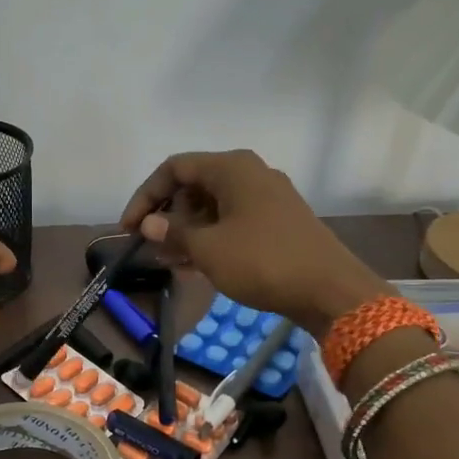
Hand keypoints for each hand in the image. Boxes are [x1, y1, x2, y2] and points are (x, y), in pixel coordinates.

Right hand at [120, 150, 391, 338]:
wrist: (331, 290)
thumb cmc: (263, 261)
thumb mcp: (208, 249)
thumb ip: (173, 233)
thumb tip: (147, 224)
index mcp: (232, 168)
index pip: (174, 169)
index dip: (145, 196)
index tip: (128, 229)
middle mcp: (250, 173)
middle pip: (194, 185)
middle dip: (167, 215)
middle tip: (150, 247)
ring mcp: (267, 197)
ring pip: (213, 206)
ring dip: (186, 231)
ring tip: (168, 262)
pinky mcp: (278, 221)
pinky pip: (232, 221)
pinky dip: (210, 238)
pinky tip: (195, 265)